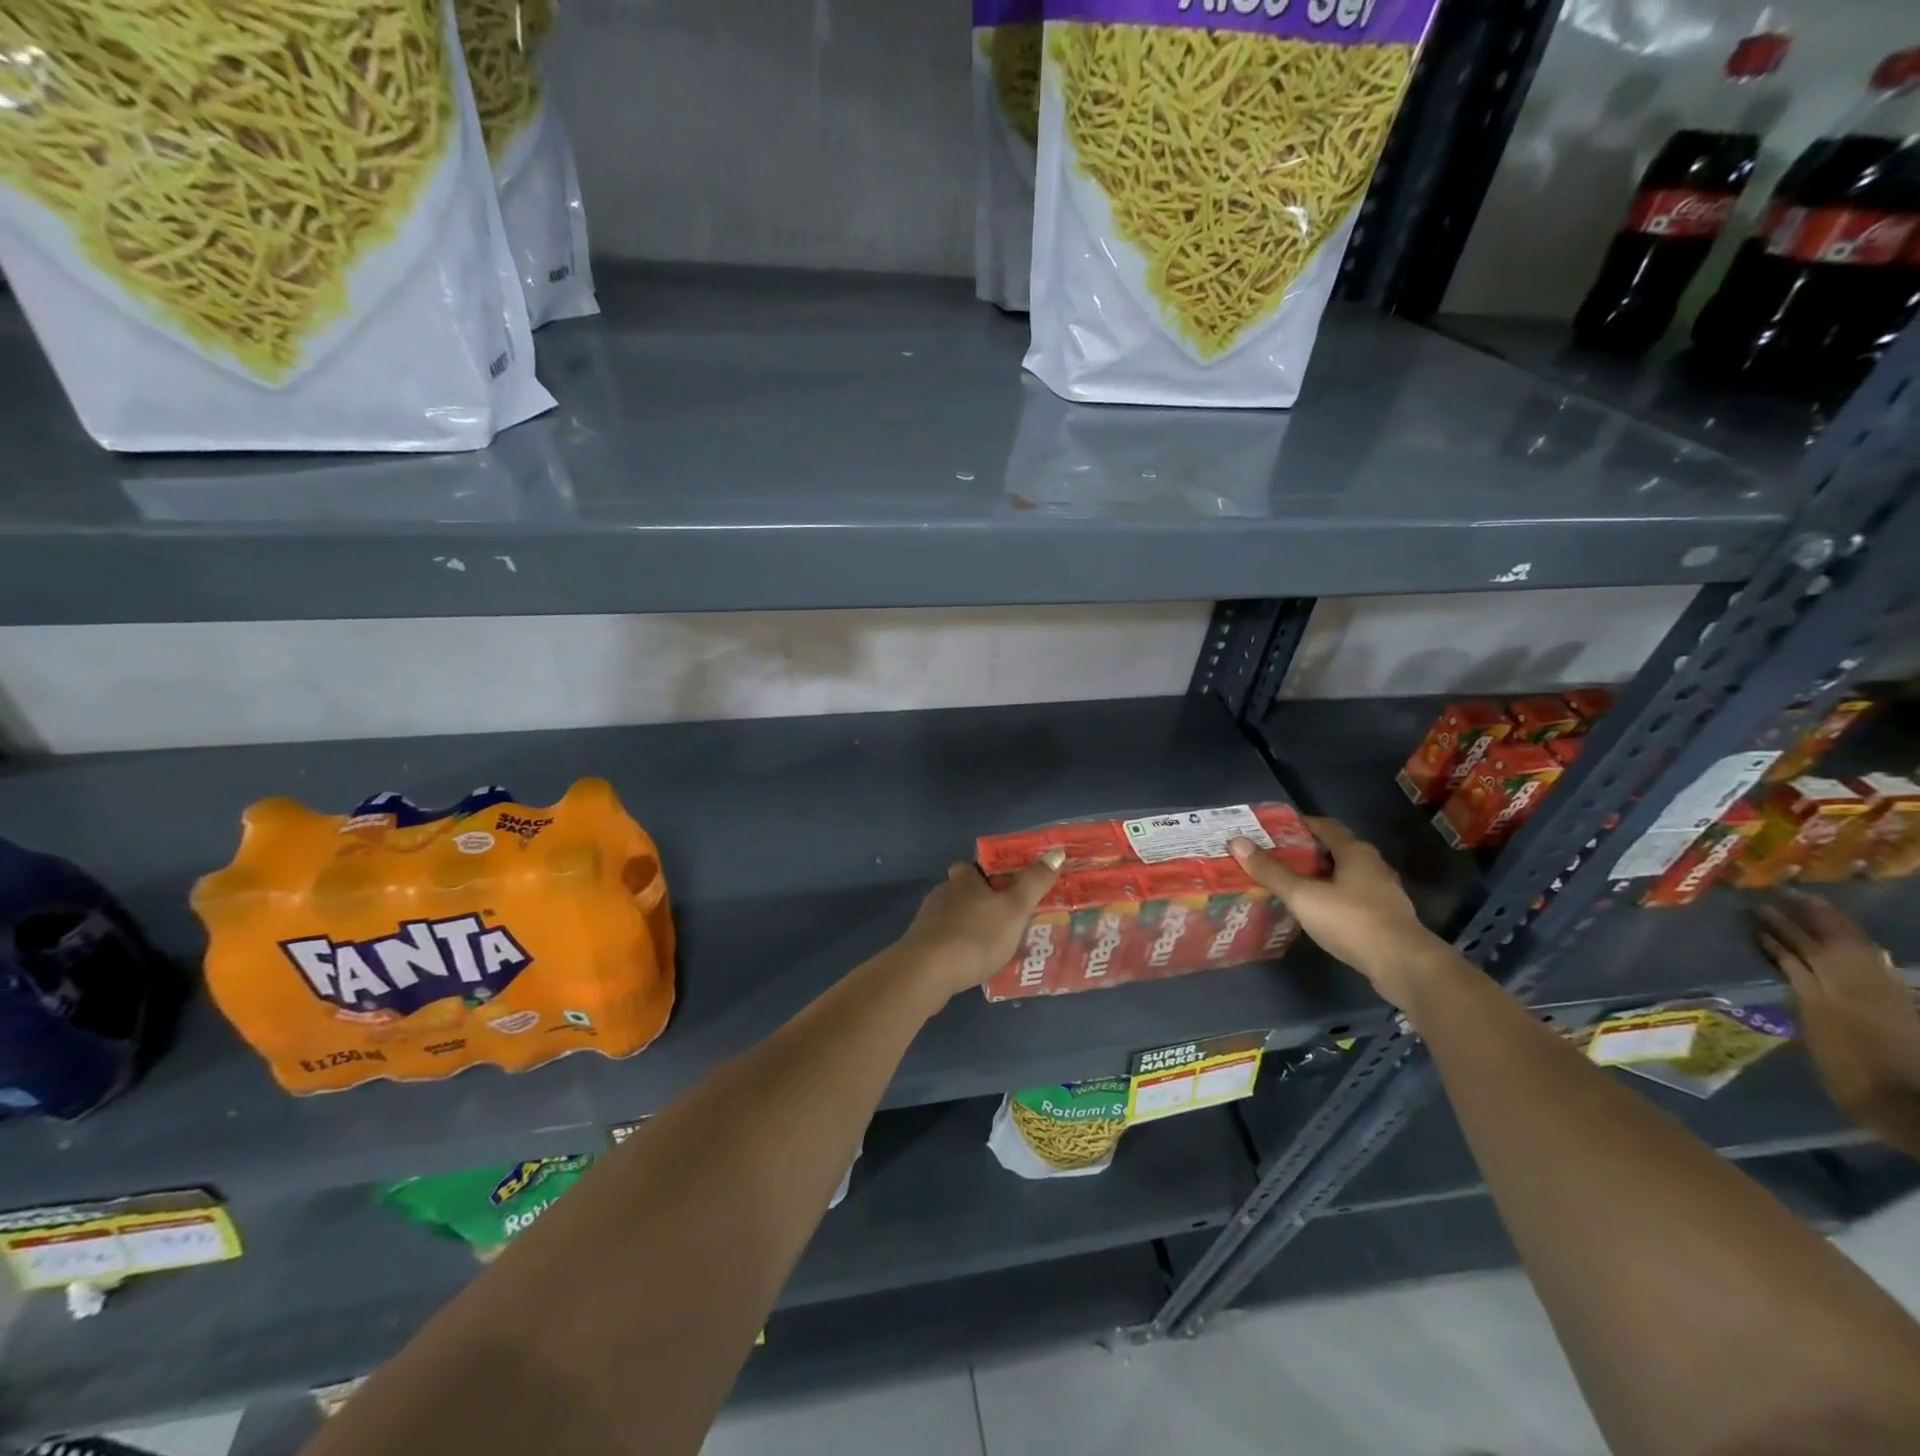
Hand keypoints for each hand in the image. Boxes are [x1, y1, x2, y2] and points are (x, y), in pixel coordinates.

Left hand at [893, 851, 1063, 999]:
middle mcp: (942, 894)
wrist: (927, 971)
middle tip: (1005, 918)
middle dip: (980, 901)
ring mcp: (927, 921)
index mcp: (964, 880)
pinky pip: (943, 941)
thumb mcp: (1014, 908)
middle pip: (961, 890)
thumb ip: (1034, 882)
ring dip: (969, 925)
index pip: (971, 866)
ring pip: (952, 916)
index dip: (986, 872)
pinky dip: (957, 947)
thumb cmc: (976, 934)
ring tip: (993, 944)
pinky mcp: (919, 947)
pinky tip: (971, 963)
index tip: (1005, 885)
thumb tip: (1057, 852)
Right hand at [1229, 817, 1448, 1008]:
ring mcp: (1383, 892)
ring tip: (1290, 884)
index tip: (1272, 830)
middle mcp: (1373, 865)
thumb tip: (1237, 842)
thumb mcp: (1303, 896)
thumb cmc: (1351, 920)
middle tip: (1274, 857)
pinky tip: (1315, 910)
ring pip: (1344, 875)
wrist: (1403, 964)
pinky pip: (1352, 897)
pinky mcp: (1385, 917)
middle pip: (1335, 850)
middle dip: (1305, 852)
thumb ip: (1271, 871)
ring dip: (1319, 876)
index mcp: (1355, 852)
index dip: (1298, 824)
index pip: (1324, 826)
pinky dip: (1332, 897)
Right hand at [1758, 891, 1919, 1146]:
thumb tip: (1793, 985)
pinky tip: (1848, 940)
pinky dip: (1855, 946)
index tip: (1755, 913)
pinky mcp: (1898, 1000)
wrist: (1916, 1106)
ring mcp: (1878, 993)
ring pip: (1849, 949)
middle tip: (1779, 895)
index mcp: (1822, 999)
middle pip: (1823, 945)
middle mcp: (1849, 988)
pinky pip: (1870, 962)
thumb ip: (1808, 1010)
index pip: (1794, 955)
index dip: (1776, 933)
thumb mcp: (1820, 1046)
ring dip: (1827, 925)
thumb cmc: (1856, 1083)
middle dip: (1801, 919)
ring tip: (1806, 903)